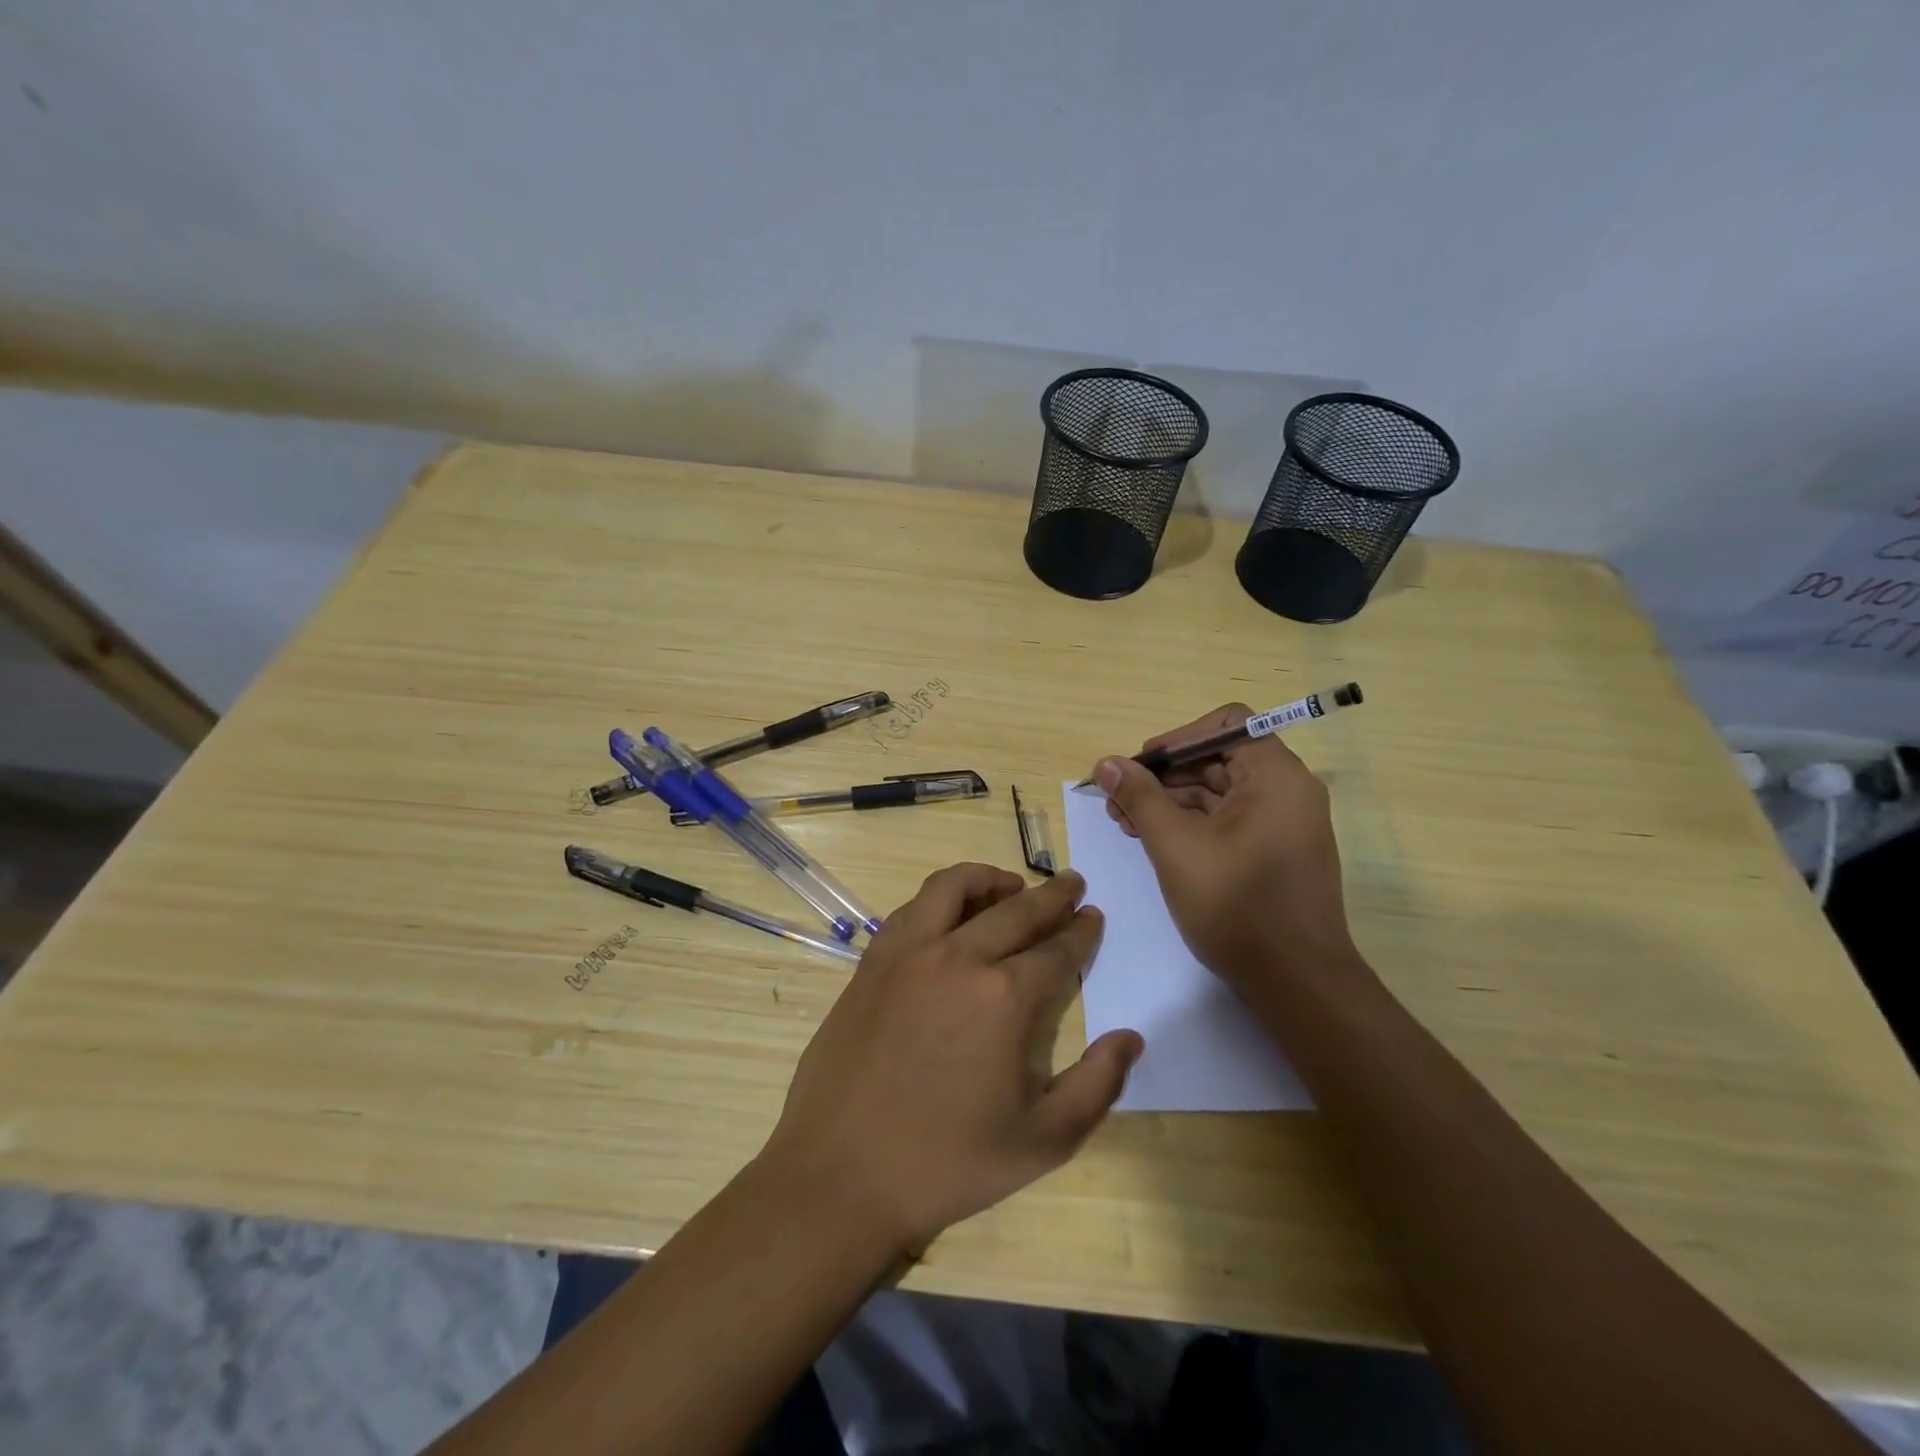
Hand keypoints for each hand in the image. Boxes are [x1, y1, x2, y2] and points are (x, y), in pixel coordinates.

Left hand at [757, 864, 1143, 1258]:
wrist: (842, 1174)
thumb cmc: (949, 1163)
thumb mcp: (1043, 1141)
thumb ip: (1098, 1085)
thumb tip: (1131, 1036)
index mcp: (1005, 997)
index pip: (1056, 949)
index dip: (1081, 932)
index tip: (1093, 916)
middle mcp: (958, 957)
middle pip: (1016, 910)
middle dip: (1051, 895)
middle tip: (1072, 884)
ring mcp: (908, 953)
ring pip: (955, 888)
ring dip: (991, 879)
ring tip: (1011, 886)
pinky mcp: (872, 962)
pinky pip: (912, 908)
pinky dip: (942, 898)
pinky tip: (950, 915)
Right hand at [1096, 703, 1358, 991]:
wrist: (1297, 983)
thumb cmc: (1237, 906)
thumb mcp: (1176, 847)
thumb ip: (1140, 798)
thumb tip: (1106, 763)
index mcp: (1275, 776)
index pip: (1227, 724)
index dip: (1178, 738)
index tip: (1141, 766)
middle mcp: (1287, 790)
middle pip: (1218, 758)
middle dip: (1164, 776)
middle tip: (1118, 801)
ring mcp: (1283, 823)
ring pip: (1219, 792)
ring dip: (1171, 801)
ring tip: (1126, 823)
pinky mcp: (1274, 851)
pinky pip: (1228, 820)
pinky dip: (1191, 824)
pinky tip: (1154, 841)